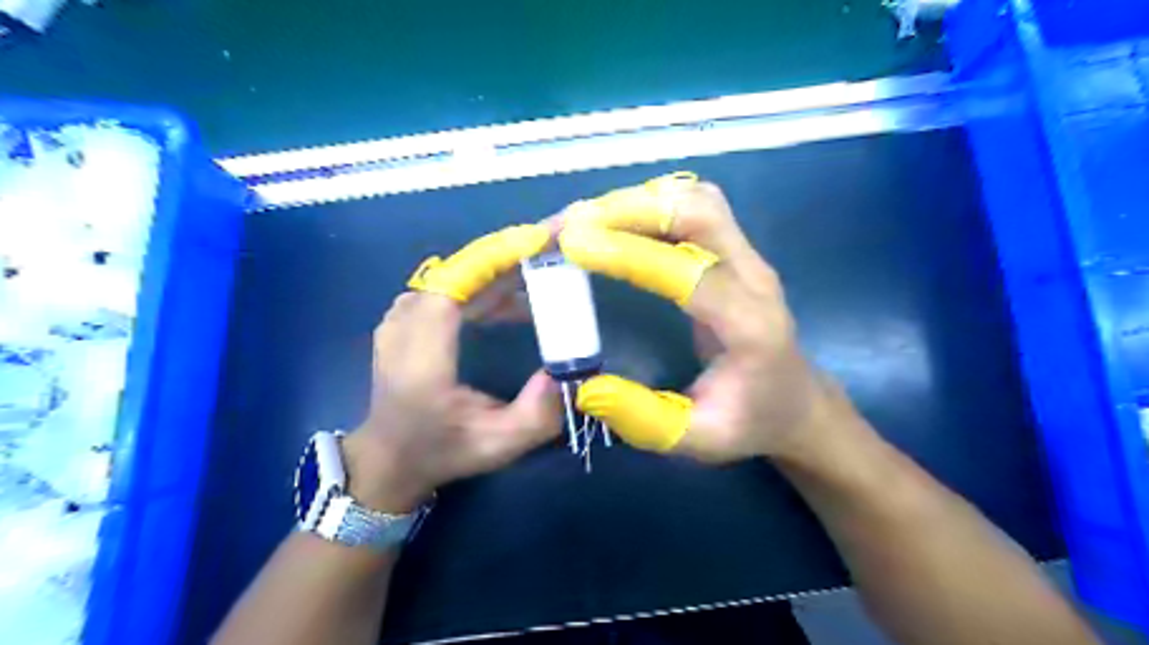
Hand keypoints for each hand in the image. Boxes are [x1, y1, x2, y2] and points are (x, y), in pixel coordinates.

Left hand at [345, 225, 560, 509]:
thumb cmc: (441, 451)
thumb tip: (566, 372)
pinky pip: (456, 284)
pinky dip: (492, 282)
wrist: (389, 456)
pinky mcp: (412, 314)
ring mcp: (405, 314)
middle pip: (464, 268)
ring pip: (461, 273)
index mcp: (421, 353)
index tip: (543, 239)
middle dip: (516, 250)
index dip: (499, 255)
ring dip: (508, 265)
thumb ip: (537, 415)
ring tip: (552, 266)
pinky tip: (522, 299)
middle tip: (563, 239)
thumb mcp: (497, 446)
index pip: (457, 282)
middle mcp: (406, 322)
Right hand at [554, 175, 836, 459]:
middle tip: (568, 226)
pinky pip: (695, 207)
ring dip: (636, 201)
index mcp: (750, 327)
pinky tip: (615, 221)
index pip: (691, 272)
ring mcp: (748, 257)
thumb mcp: (697, 440)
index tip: (573, 246)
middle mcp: (755, 278)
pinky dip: (651, 203)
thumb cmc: (749, 423)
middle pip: (699, 213)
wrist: (795, 403)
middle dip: (628, 210)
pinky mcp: (735, 251)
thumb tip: (587, 389)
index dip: (631, 253)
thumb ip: (643, 419)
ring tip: (583, 221)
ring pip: (696, 199)